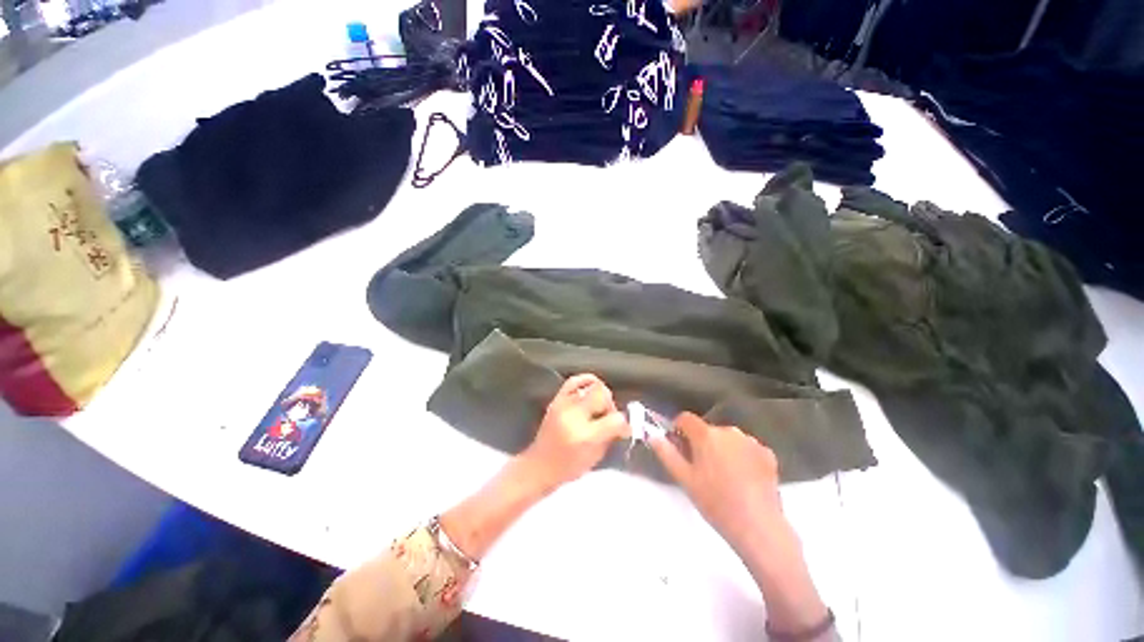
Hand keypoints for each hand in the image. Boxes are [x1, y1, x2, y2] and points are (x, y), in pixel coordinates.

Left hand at [520, 374, 629, 491]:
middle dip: (611, 405)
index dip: (624, 424)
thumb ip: (611, 437)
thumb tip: (623, 423)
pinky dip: (586, 380)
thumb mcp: (595, 457)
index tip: (624, 429)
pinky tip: (592, 387)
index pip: (615, 419)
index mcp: (585, 436)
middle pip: (603, 395)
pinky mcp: (557, 400)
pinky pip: (574, 381)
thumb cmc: (568, 467)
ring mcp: (564, 404)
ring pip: (592, 386)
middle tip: (609, 417)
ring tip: (598, 407)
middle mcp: (574, 416)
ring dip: (600, 396)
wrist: (539, 466)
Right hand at [649, 412, 783, 551]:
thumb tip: (653, 436)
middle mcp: (728, 431)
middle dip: (700, 442)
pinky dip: (741, 456)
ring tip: (723, 475)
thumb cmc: (715, 502)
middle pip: (707, 430)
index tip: (678, 446)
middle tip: (700, 468)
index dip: (678, 429)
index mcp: (706, 434)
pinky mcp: (767, 453)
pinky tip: (743, 478)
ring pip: (727, 438)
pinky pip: (746, 448)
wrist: (758, 526)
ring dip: (721, 448)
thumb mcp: (684, 479)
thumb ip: (666, 453)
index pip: (685, 418)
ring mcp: (750, 441)